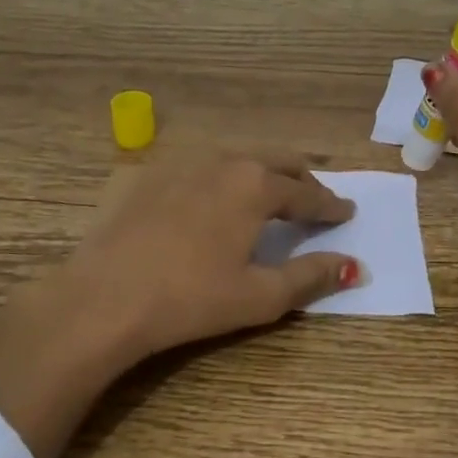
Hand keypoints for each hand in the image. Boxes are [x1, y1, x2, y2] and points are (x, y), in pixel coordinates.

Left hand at [0, 151, 360, 457]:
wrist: (103, 299)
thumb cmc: (190, 299)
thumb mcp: (259, 296)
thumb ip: (311, 277)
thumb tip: (355, 267)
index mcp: (256, 185)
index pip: (307, 192)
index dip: (331, 205)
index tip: (347, 212)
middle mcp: (223, 161)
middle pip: (276, 160)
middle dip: (301, 177)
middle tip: (315, 198)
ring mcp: (181, 162)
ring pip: (236, 157)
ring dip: (261, 171)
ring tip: (268, 193)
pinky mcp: (147, 174)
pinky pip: (198, 165)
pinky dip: (220, 176)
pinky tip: (212, 197)